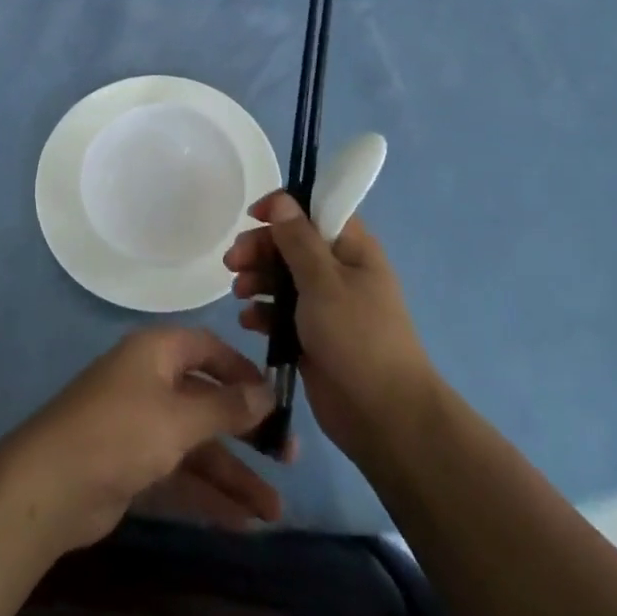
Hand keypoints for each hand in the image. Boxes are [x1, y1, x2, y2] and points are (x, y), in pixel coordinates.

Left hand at [0, 326, 284, 553]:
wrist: (50, 486)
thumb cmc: (121, 432)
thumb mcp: (180, 417)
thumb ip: (226, 406)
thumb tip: (267, 391)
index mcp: (157, 353)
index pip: (208, 348)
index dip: (242, 370)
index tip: (276, 396)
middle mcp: (150, 382)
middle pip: (207, 401)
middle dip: (246, 431)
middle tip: (288, 457)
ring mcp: (140, 426)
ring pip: (197, 444)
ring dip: (233, 474)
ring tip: (275, 510)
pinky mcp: (133, 465)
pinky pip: (180, 473)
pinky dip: (207, 493)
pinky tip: (242, 521)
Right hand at [225, 192, 434, 464]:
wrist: (384, 416)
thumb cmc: (357, 338)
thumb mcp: (324, 282)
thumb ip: (299, 240)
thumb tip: (282, 200)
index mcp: (352, 249)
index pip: (316, 210)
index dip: (284, 208)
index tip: (253, 216)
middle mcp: (339, 271)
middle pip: (292, 244)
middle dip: (261, 248)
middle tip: (233, 261)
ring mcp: (326, 305)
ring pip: (283, 278)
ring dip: (258, 279)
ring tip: (240, 293)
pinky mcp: (312, 336)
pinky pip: (281, 313)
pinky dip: (264, 313)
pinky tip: (250, 322)